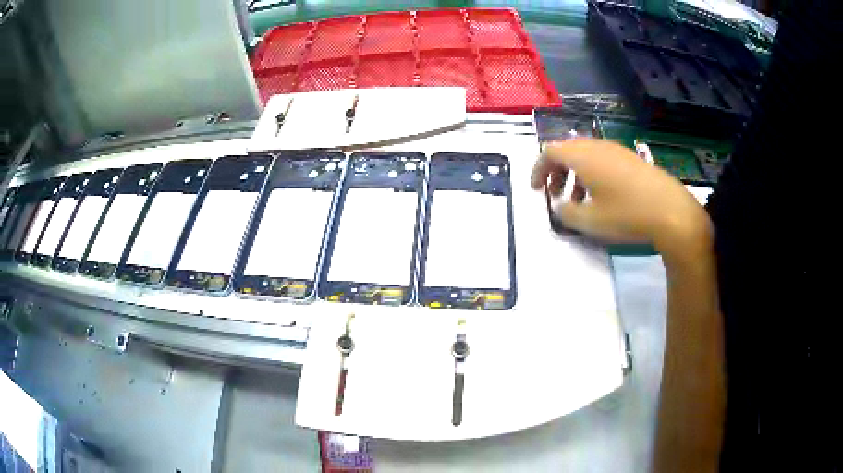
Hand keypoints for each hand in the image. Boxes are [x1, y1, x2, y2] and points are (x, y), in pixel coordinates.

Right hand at [531, 139, 711, 257]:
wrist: (671, 212)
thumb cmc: (626, 215)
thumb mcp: (589, 221)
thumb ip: (565, 213)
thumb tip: (558, 205)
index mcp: (583, 156)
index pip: (549, 151)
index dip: (538, 169)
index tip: (536, 190)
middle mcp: (598, 146)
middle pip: (568, 150)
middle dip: (556, 171)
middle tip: (555, 193)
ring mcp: (617, 150)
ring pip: (586, 155)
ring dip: (575, 174)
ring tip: (579, 200)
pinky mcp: (632, 159)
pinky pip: (603, 160)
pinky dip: (593, 174)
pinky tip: (602, 196)